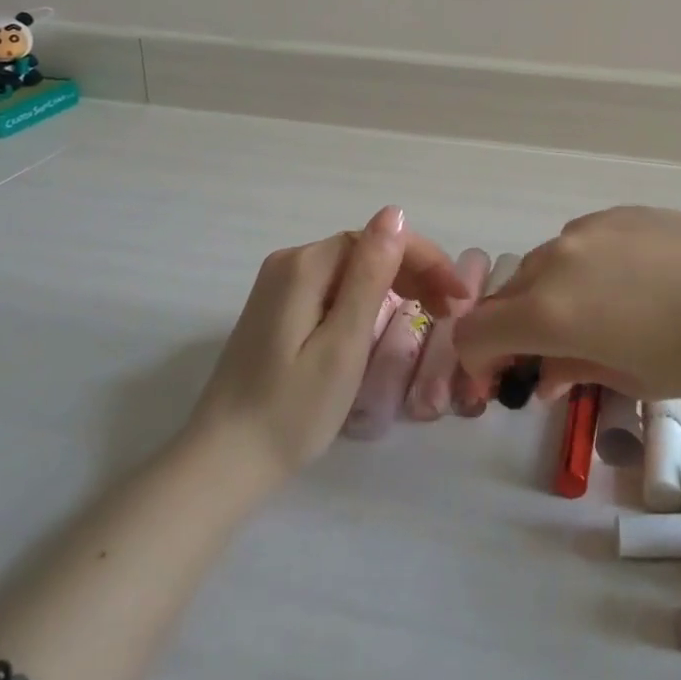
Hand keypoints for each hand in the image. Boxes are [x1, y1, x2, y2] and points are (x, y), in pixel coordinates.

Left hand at [187, 207, 467, 485]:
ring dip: (397, 283)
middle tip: (452, 310)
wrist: (222, 465)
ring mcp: (280, 287)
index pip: (379, 238)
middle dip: (415, 271)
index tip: (459, 295)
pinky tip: (388, 319)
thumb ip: (369, 276)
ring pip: (353, 269)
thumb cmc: (291, 411)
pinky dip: (369, 298)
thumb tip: (394, 213)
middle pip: (365, 250)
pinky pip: (335, 288)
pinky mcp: (278, 310)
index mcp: (305, 265)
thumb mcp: (342, 343)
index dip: (425, 259)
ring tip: (432, 314)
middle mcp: (289, 263)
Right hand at [452, 206, 680, 402]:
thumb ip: (572, 371)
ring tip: (593, 321)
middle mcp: (556, 261)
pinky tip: (625, 287)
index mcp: (550, 311)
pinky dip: (580, 270)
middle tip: (545, 358)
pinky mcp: (617, 213)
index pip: (476, 332)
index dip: (478, 362)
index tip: (503, 380)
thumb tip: (543, 375)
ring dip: (546, 297)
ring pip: (543, 266)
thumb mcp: (631, 378)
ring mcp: (587, 230)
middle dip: (513, 331)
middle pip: (506, 296)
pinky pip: (579, 245)